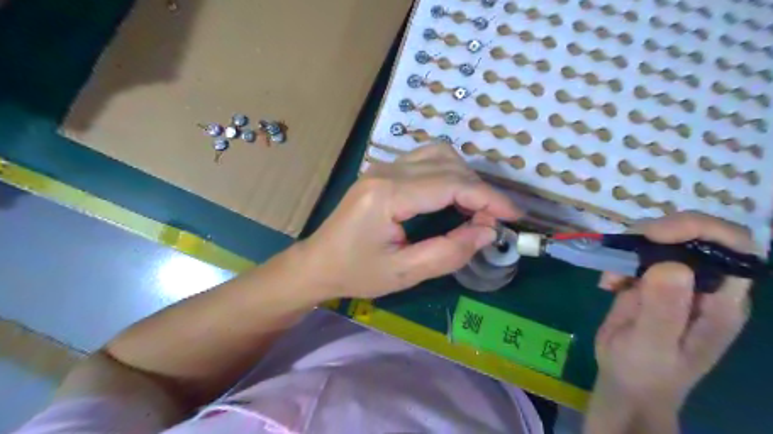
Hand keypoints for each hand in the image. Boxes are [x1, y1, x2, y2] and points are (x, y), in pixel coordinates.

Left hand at [299, 144, 520, 300]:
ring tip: (476, 208)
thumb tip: (487, 231)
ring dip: (465, 177)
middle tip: (494, 220)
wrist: (318, 263)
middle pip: (448, 164)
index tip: (514, 215)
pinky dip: (449, 174)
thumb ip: (448, 252)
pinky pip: (426, 160)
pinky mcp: (384, 171)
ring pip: (439, 154)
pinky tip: (454, 196)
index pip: (450, 184)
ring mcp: (383, 166)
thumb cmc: (356, 273)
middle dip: (480, 189)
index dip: (488, 197)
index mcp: (388, 195)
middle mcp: (386, 170)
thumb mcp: (404, 273)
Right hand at [593, 214, 748, 416]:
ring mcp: (673, 281)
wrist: (626, 381)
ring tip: (611, 278)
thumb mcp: (653, 346)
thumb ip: (664, 310)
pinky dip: (617, 260)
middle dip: (657, 233)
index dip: (700, 229)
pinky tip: (607, 284)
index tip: (657, 235)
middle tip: (625, 248)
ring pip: (660, 240)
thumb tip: (671, 265)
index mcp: (720, 300)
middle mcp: (703, 284)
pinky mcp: (647, 281)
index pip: (732, 248)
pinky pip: (635, 255)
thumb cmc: (645, 371)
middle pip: (693, 235)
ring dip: (631, 248)